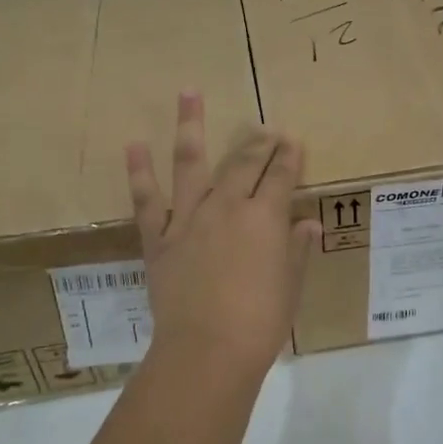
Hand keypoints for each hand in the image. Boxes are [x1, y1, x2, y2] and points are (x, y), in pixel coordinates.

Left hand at [126, 92, 320, 376]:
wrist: (206, 351)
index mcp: (265, 218)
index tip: (292, 139)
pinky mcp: (159, 237)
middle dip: (256, 140)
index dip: (289, 156)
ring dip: (190, 125)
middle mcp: (227, 206)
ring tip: (188, 92)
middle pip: (244, 162)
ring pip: (191, 162)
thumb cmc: (259, 323)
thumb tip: (307, 224)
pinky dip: (139, 171)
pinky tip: (134, 144)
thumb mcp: (290, 286)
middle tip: (262, 126)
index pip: (281, 176)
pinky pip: (147, 199)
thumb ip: (297, 250)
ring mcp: (189, 218)